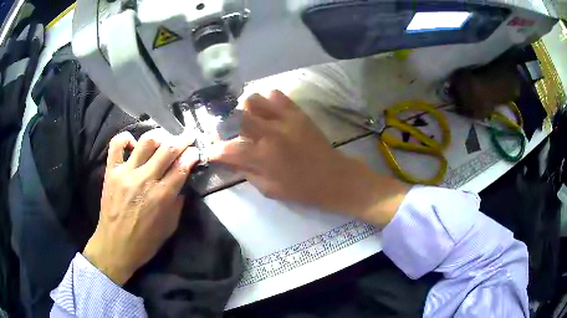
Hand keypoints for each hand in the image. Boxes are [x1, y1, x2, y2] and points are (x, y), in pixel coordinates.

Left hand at [83, 129, 198, 285]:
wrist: (115, 247)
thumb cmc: (145, 242)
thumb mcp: (170, 227)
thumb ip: (178, 203)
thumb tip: (183, 183)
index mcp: (162, 196)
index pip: (182, 166)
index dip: (192, 155)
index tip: (195, 151)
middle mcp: (145, 180)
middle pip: (168, 149)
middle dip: (182, 140)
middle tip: (187, 137)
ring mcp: (126, 173)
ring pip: (146, 142)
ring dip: (160, 136)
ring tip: (164, 139)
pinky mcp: (111, 171)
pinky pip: (116, 145)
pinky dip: (126, 138)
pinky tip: (133, 143)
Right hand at [209, 90, 408, 225]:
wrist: (333, 177)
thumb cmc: (301, 189)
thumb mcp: (269, 189)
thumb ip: (246, 171)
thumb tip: (228, 159)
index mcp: (262, 156)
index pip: (226, 149)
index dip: (214, 150)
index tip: (211, 152)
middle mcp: (270, 132)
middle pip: (235, 116)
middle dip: (224, 125)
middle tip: (227, 133)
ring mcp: (284, 118)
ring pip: (253, 99)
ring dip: (245, 110)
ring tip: (249, 120)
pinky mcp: (297, 112)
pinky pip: (276, 95)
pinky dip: (267, 101)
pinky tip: (268, 112)